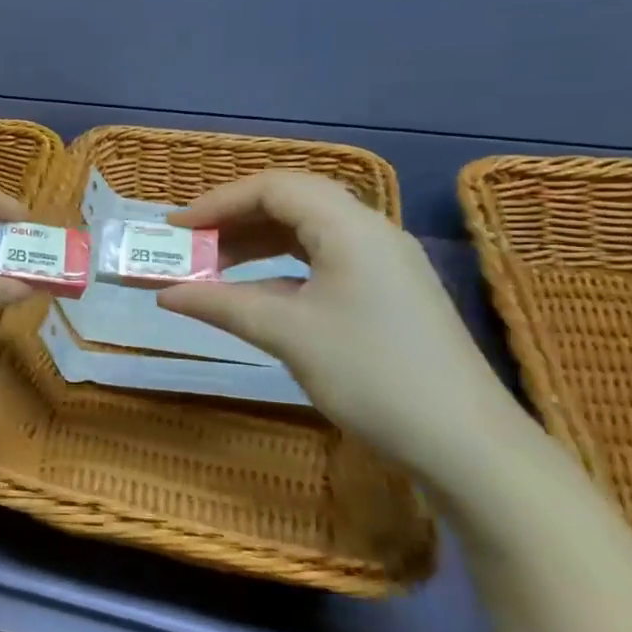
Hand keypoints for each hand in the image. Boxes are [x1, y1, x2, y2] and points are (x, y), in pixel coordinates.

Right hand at [160, 171, 525, 486]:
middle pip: (290, 203)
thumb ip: (221, 305)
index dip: (218, 201)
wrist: (466, 443)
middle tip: (189, 246)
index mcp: (350, 227)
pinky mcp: (385, 293)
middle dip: (233, 220)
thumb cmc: (372, 374)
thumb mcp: (288, 335)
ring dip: (254, 245)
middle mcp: (369, 231)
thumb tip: (164, 294)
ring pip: (305, 233)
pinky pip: (321, 261)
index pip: (273, 187)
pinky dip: (279, 269)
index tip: (176, 229)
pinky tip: (254, 294)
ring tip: (211, 270)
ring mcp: (381, 263)